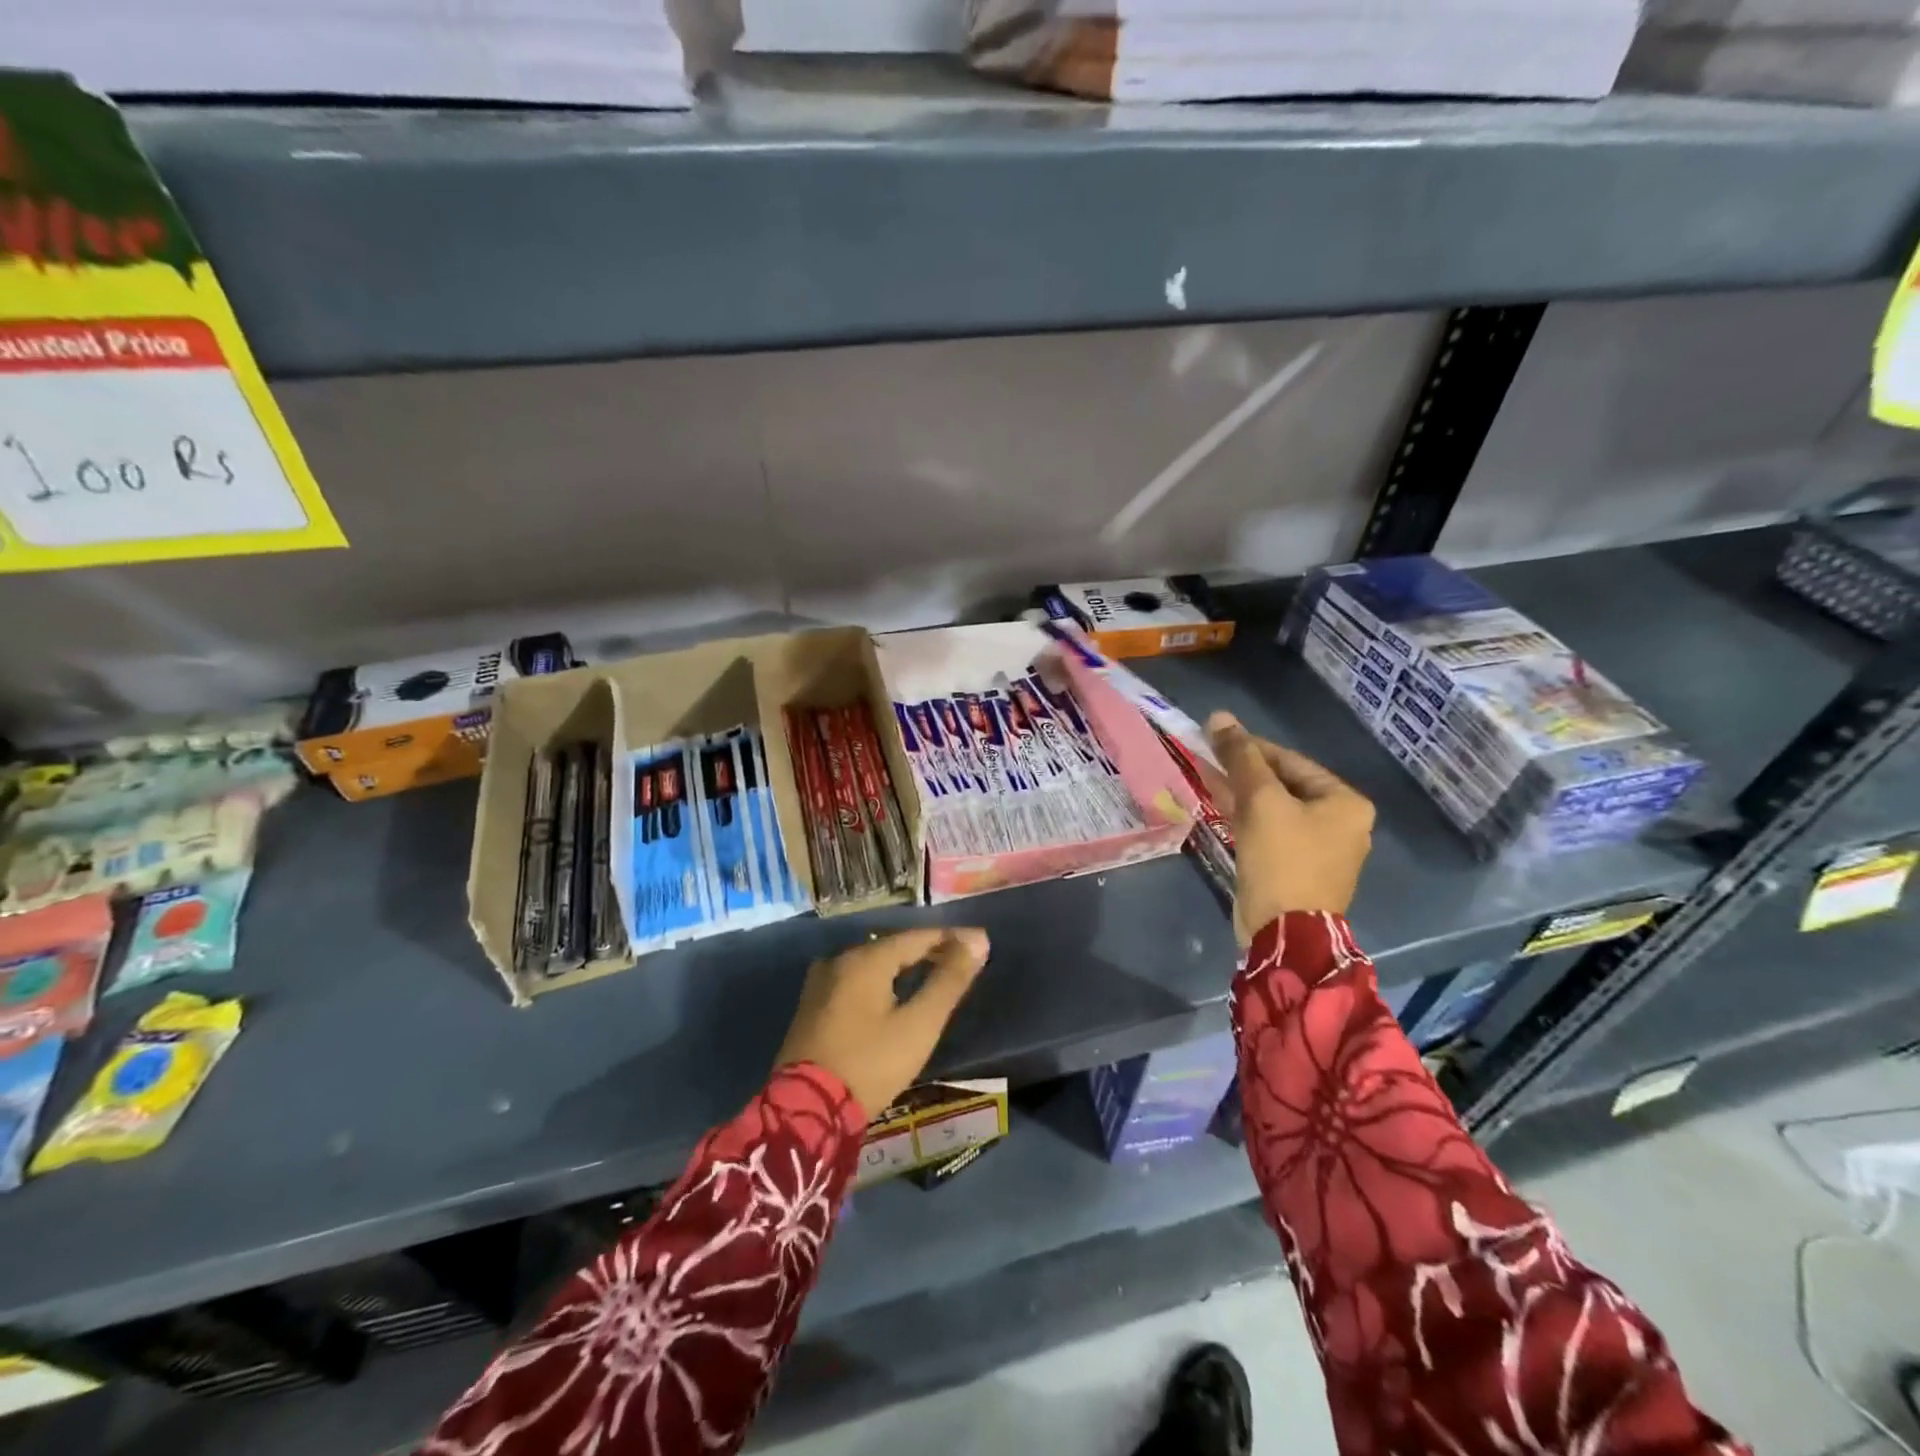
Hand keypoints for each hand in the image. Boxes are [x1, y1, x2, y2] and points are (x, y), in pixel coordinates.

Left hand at [774, 927, 989, 1116]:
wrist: (805, 1111)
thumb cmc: (870, 1064)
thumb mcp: (918, 1025)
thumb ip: (948, 981)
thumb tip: (978, 941)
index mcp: (866, 959)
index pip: (918, 936)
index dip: (951, 937)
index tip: (980, 940)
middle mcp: (840, 960)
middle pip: (893, 946)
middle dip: (928, 950)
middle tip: (960, 959)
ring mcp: (820, 983)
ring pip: (872, 963)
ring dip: (903, 966)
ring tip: (932, 974)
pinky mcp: (811, 1006)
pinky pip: (855, 980)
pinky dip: (881, 981)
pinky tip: (892, 994)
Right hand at [1207, 711, 1374, 943]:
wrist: (1285, 933)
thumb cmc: (1283, 859)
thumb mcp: (1261, 802)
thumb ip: (1241, 758)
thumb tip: (1219, 717)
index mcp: (1345, 802)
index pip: (1291, 761)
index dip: (1251, 747)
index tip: (1215, 738)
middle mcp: (1340, 823)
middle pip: (1283, 784)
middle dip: (1244, 771)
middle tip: (1207, 757)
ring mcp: (1319, 849)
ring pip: (1273, 809)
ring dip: (1240, 793)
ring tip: (1205, 777)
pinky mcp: (1296, 868)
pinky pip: (1270, 831)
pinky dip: (1246, 818)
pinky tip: (1219, 805)